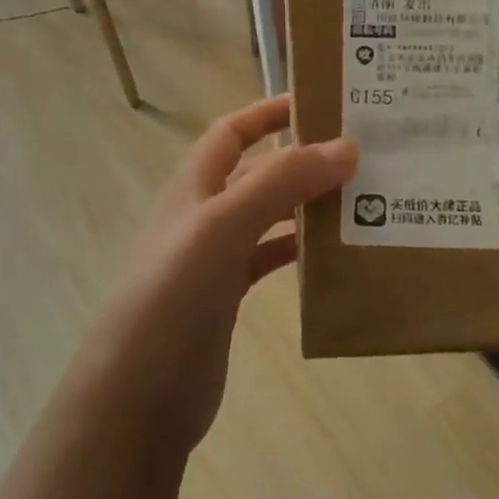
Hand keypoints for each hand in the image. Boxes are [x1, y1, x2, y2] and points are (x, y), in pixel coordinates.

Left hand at [78, 94, 356, 456]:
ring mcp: (214, 259)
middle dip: (302, 159)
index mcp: (195, 187)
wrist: (135, 395)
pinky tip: (333, 257)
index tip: (322, 103)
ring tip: (362, 201)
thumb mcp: (223, 226)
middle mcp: (204, 216)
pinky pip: (269, 261)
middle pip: (258, 173)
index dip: (270, 112)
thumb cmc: (173, 296)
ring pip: (269, 217)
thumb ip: (280, 184)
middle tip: (362, 156)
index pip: (233, 132)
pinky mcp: (227, 299)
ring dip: (307, 205)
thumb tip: (345, 147)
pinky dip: (299, 253)